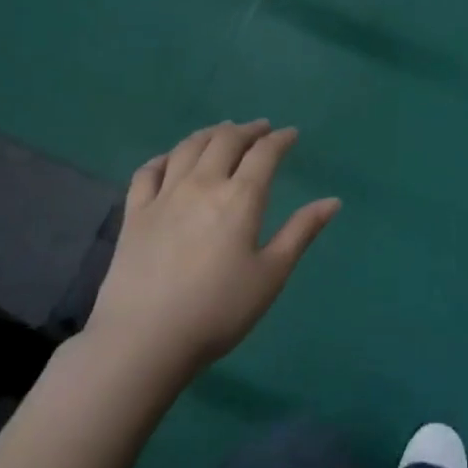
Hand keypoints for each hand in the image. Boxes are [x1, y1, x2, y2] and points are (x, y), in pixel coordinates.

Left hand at [78, 120, 339, 381]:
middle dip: (247, 130)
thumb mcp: (271, 275)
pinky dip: (166, 156)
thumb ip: (301, 232)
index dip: (280, 140)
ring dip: (210, 134)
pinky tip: (172, 159)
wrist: (145, 339)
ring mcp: (164, 196)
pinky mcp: (134, 213)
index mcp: (240, 199)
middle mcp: (201, 185)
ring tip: (222, 132)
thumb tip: (333, 201)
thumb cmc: (219, 310)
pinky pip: (148, 171)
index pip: (264, 154)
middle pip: (225, 141)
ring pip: (188, 148)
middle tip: (260, 129)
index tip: (291, 134)